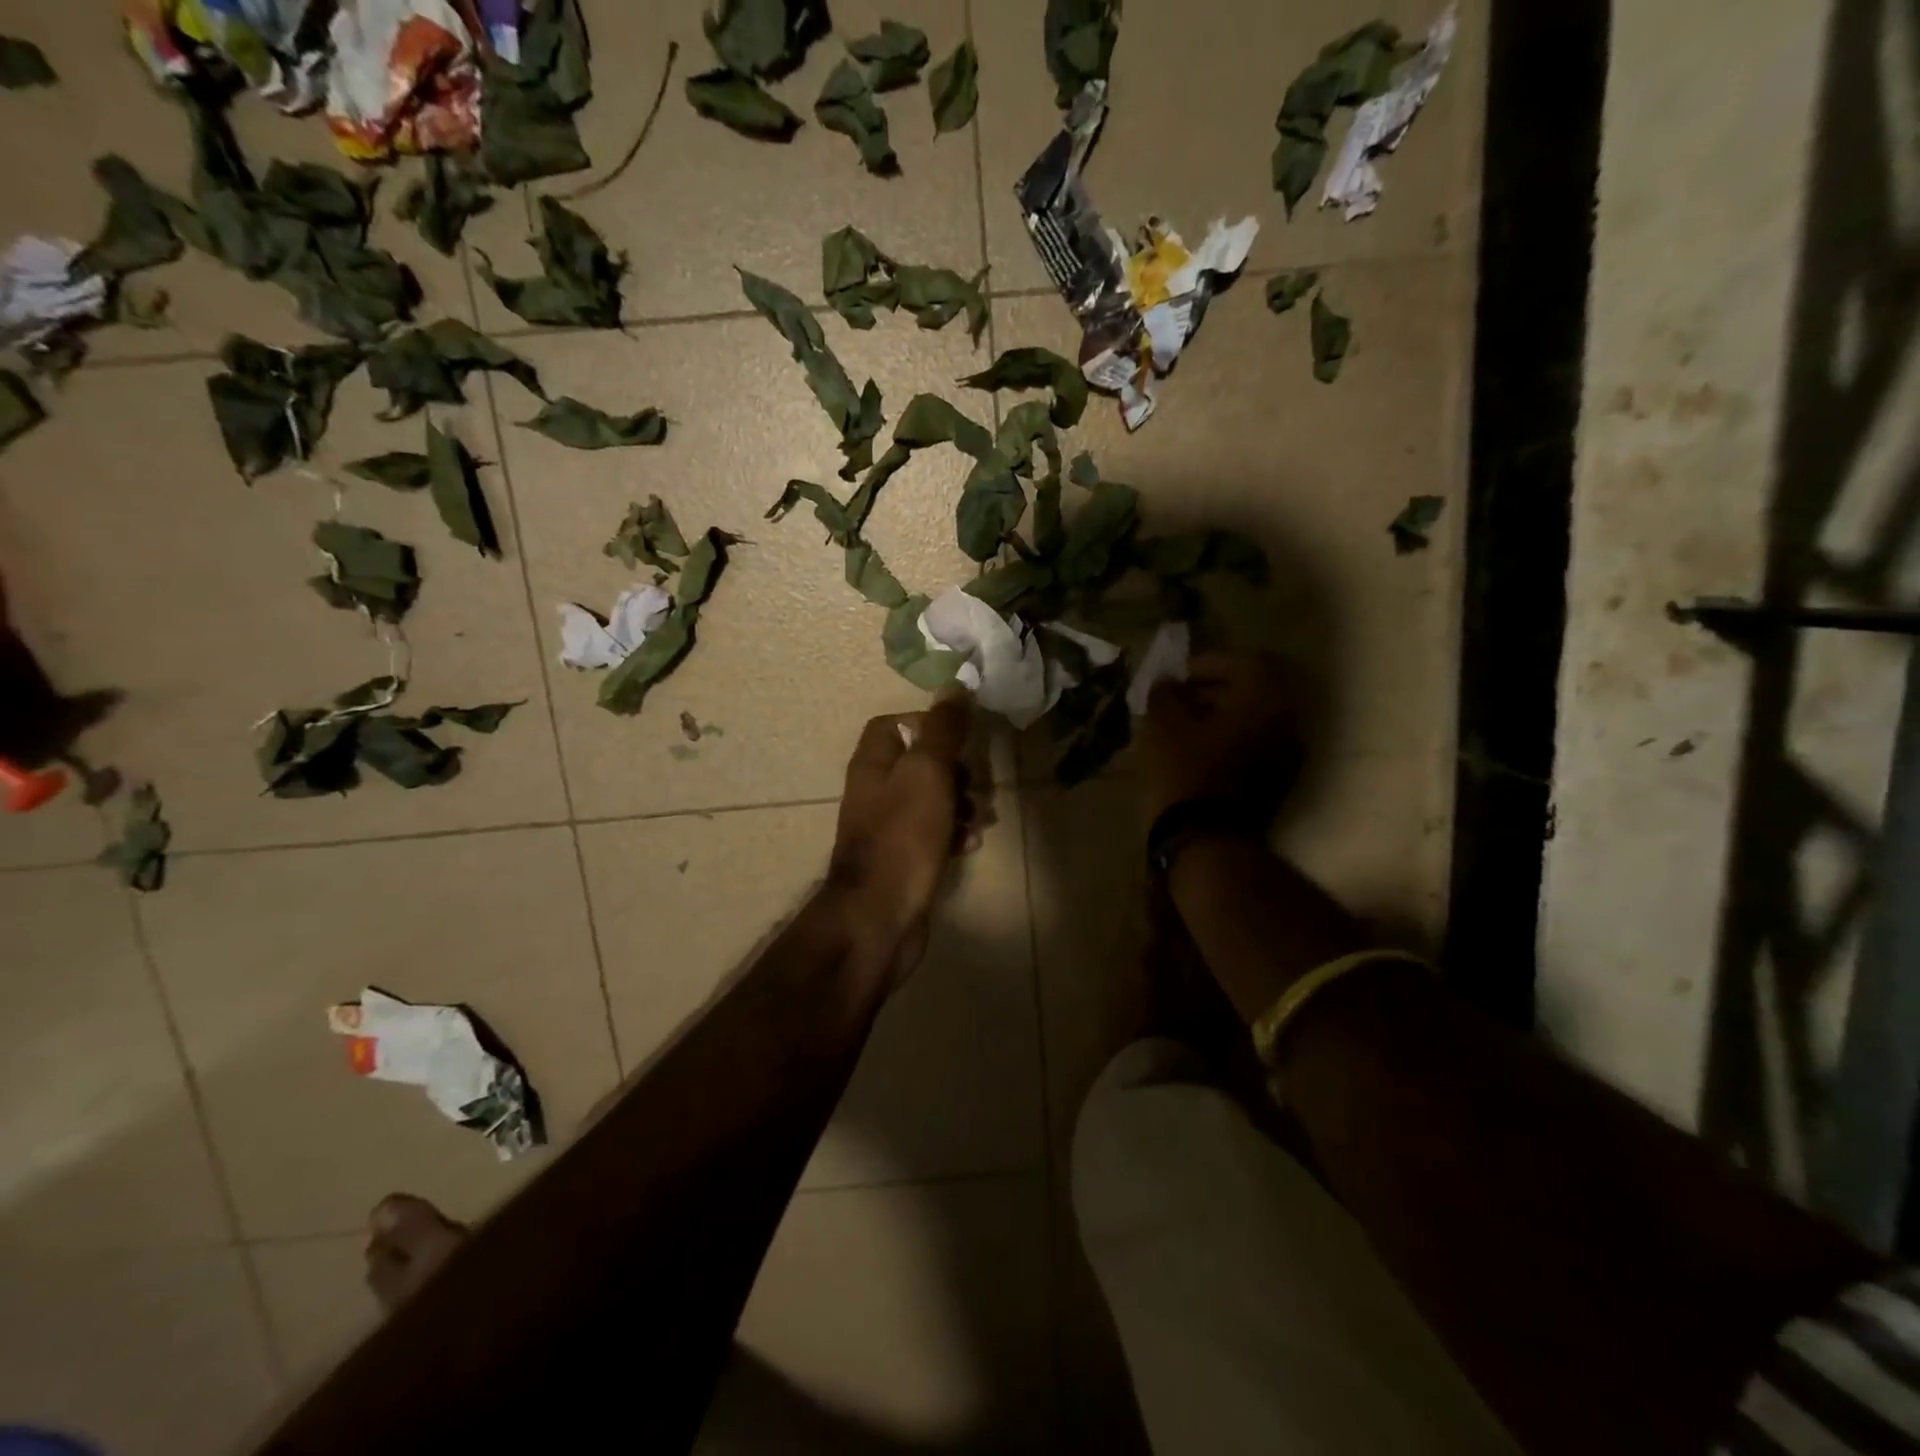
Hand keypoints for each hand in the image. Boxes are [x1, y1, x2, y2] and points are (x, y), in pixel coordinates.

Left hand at [828, 692, 974, 982]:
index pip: (895, 724)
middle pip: (919, 763)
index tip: (960, 741)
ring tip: (980, 819)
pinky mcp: (903, 858)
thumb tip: (955, 686)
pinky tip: (969, 845)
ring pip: (931, 800)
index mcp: (873, 763)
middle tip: (974, 785)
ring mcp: (888, 827)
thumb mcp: (928, 773)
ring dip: (961, 804)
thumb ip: (943, 730)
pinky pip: (933, 833)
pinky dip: (953, 834)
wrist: (879, 916)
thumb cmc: (903, 837)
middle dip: (954, 771)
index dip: (929, 725)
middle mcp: (875, 790)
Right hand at [1141, 651, 1299, 824]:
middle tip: (1176, 699)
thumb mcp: (1163, 726)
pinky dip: (1228, 741)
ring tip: (1181, 727)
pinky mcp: (1277, 783)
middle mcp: (1287, 721)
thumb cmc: (1185, 773)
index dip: (1207, 663)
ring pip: (1253, 721)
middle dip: (1212, 690)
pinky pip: (1254, 747)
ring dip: (1220, 717)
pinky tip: (1196, 752)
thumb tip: (1167, 684)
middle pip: (1251, 691)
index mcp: (1265, 698)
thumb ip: (1166, 694)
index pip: (1243, 662)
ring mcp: (1287, 755)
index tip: (1178, 675)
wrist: (1208, 841)